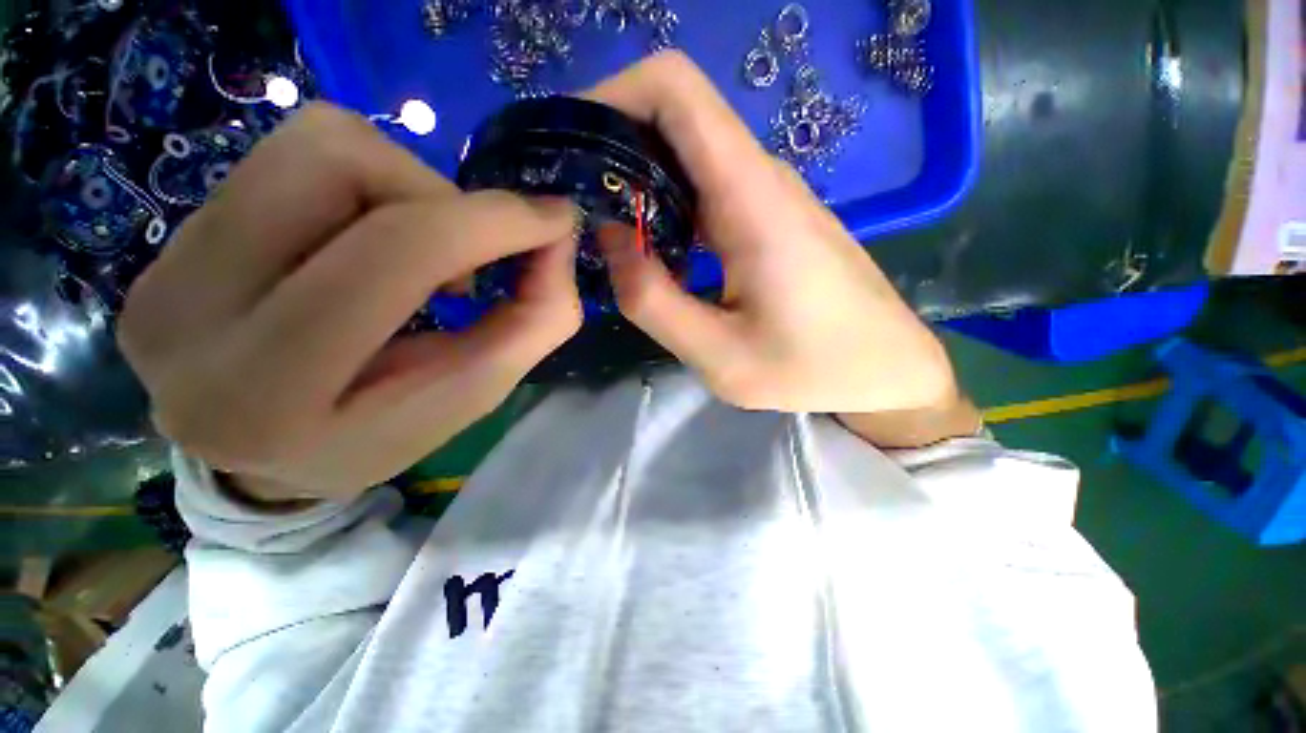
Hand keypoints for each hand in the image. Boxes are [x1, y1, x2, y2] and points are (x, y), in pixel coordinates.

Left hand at [118, 104, 580, 501]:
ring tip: (418, 253)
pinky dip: (366, 186)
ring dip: (405, 187)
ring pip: (315, 143)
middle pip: (338, 162)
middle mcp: (191, 311)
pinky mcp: (172, 236)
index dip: (492, 221)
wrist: (251, 454)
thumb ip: (531, 324)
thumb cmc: (375, 438)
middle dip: (443, 197)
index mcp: (272, 389)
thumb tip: (557, 240)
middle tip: (472, 253)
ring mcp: (167, 262)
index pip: (392, 254)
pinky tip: (371, 241)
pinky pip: (291, 156)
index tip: (555, 222)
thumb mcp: (470, 398)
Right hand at [589, 52, 979, 446]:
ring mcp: (766, 195)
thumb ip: (653, 301)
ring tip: (603, 231)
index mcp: (751, 198)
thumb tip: (609, 237)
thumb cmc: (813, 369)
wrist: (887, 368)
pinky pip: (703, 188)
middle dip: (613, 145)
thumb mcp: (720, 356)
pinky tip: (651, 250)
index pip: (676, 91)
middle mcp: (759, 178)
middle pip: (674, 116)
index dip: (613, 97)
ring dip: (637, 180)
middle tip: (575, 203)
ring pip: (686, 155)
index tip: (573, 148)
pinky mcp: (767, 218)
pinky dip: (664, 205)